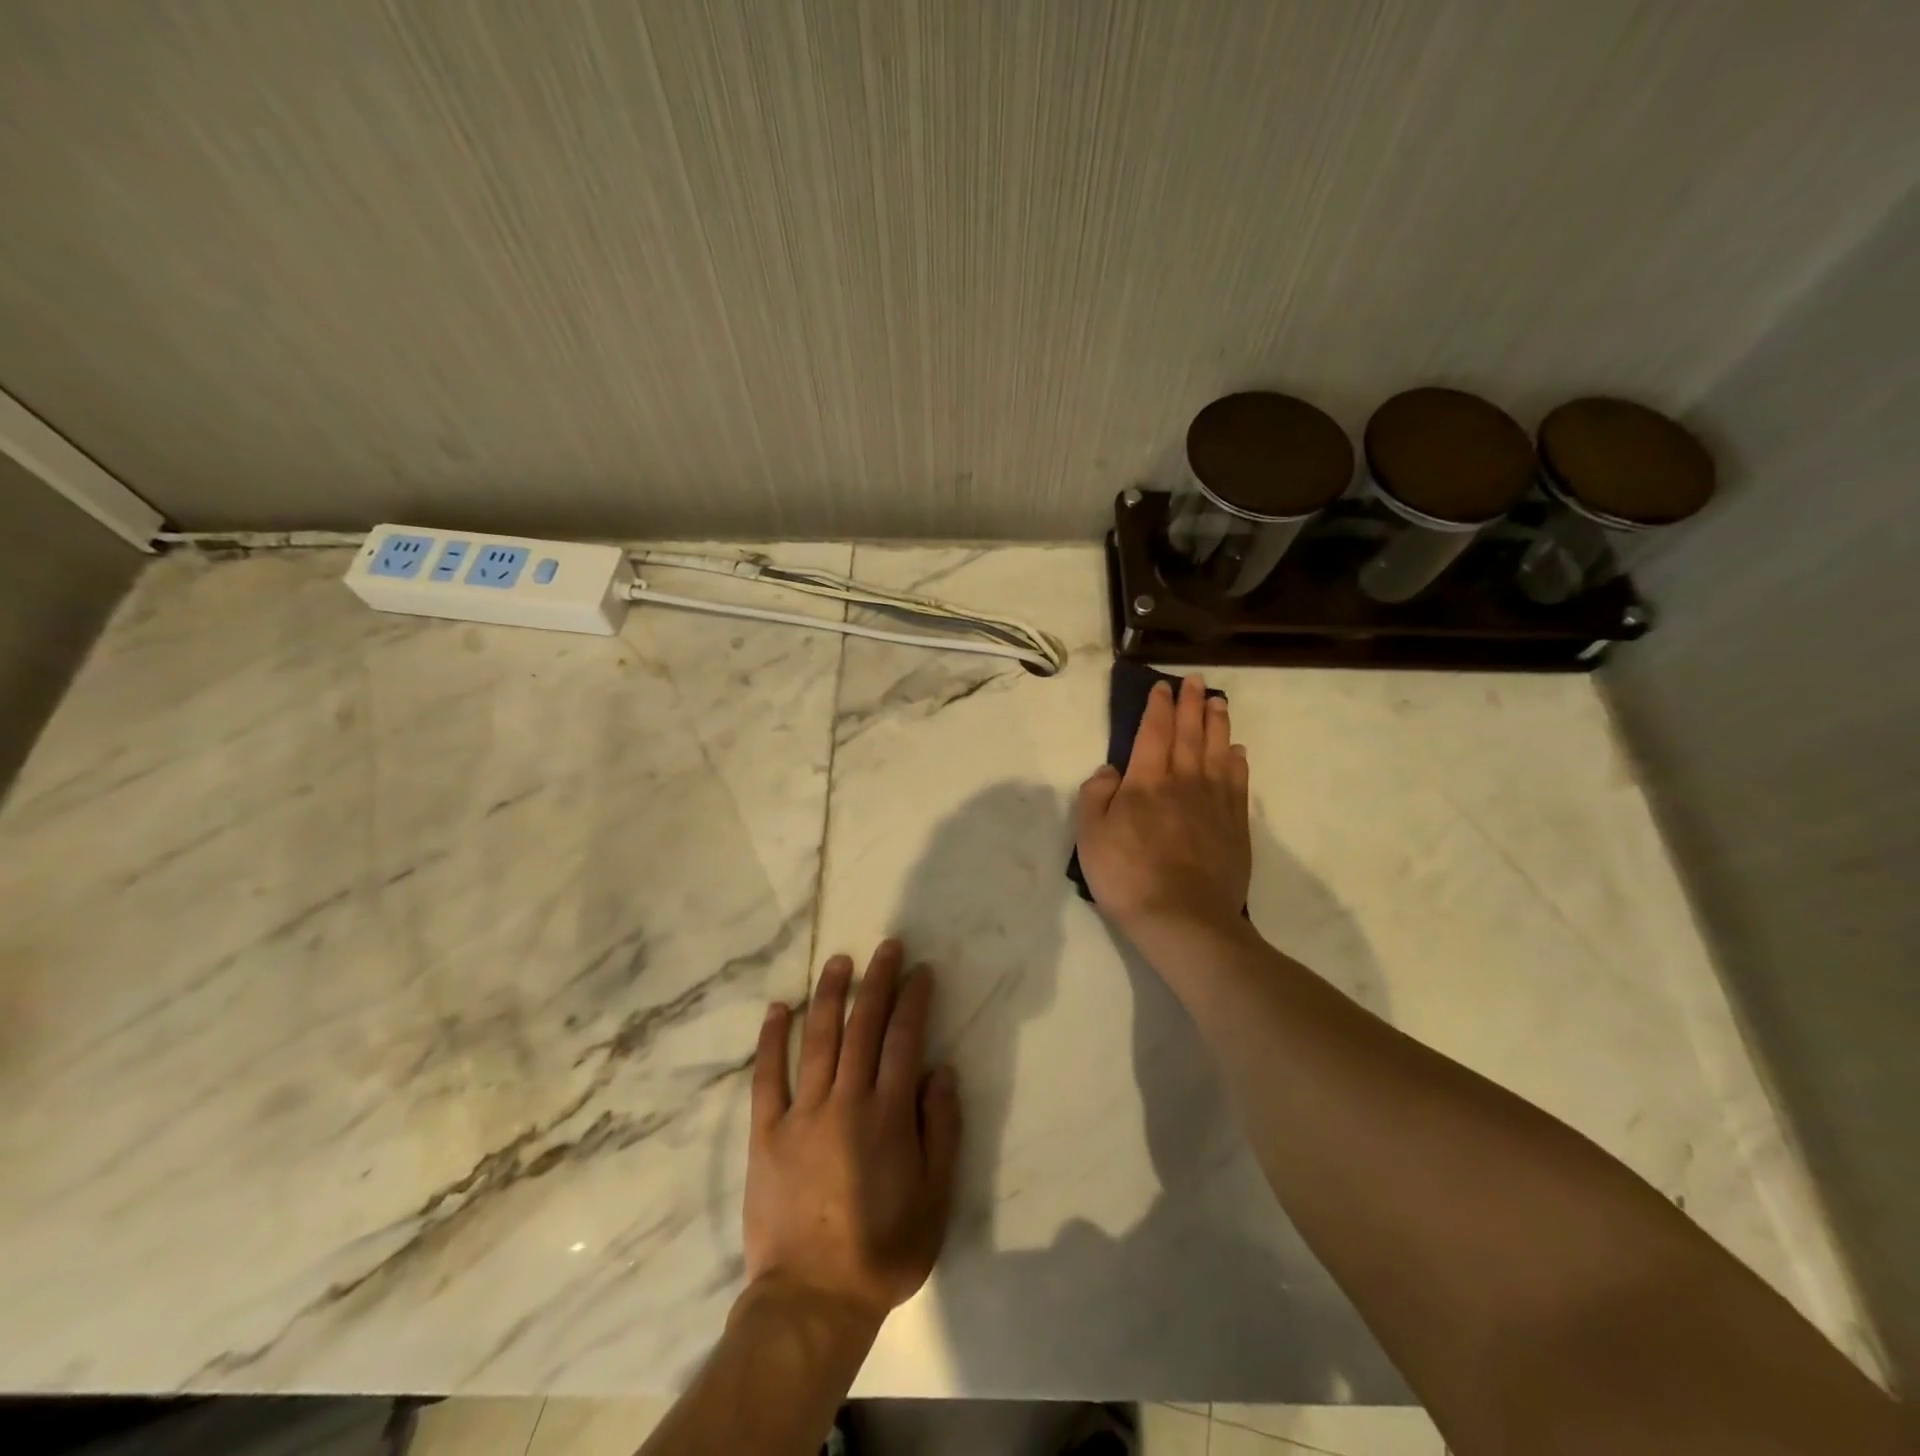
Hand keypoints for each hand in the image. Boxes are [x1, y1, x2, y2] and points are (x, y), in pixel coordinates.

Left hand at [744, 941, 961, 1329]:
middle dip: (878, 982)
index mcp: (889, 1115)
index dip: (914, 1000)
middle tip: (887, 947)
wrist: (812, 1299)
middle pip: (864, 1027)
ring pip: (818, 1039)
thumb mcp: (935, 1198)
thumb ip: (942, 1130)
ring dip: (830, 995)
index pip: (905, 1040)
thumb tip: (941, 1071)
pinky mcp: (766, 1132)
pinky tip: (777, 1008)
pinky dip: (771, 1039)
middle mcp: (847, 1101)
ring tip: (840, 961)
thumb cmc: (883, 1250)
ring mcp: (802, 1114)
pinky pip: (767, 1076)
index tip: (920, 971)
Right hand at [1074, 675, 1251, 937]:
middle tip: (1196, 682)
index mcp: (1146, 781)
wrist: (1184, 919)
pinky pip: (1238, 781)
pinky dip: (1237, 761)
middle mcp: (1184, 781)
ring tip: (1219, 702)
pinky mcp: (1234, 824)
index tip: (1163, 687)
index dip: (1158, 707)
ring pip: (1218, 750)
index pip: (1153, 732)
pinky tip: (1237, 751)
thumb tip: (1110, 770)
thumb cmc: (1128, 877)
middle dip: (1191, 704)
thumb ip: (1096, 796)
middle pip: (1190, 733)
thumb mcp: (1090, 837)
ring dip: (1218, 723)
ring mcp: (1214, 802)